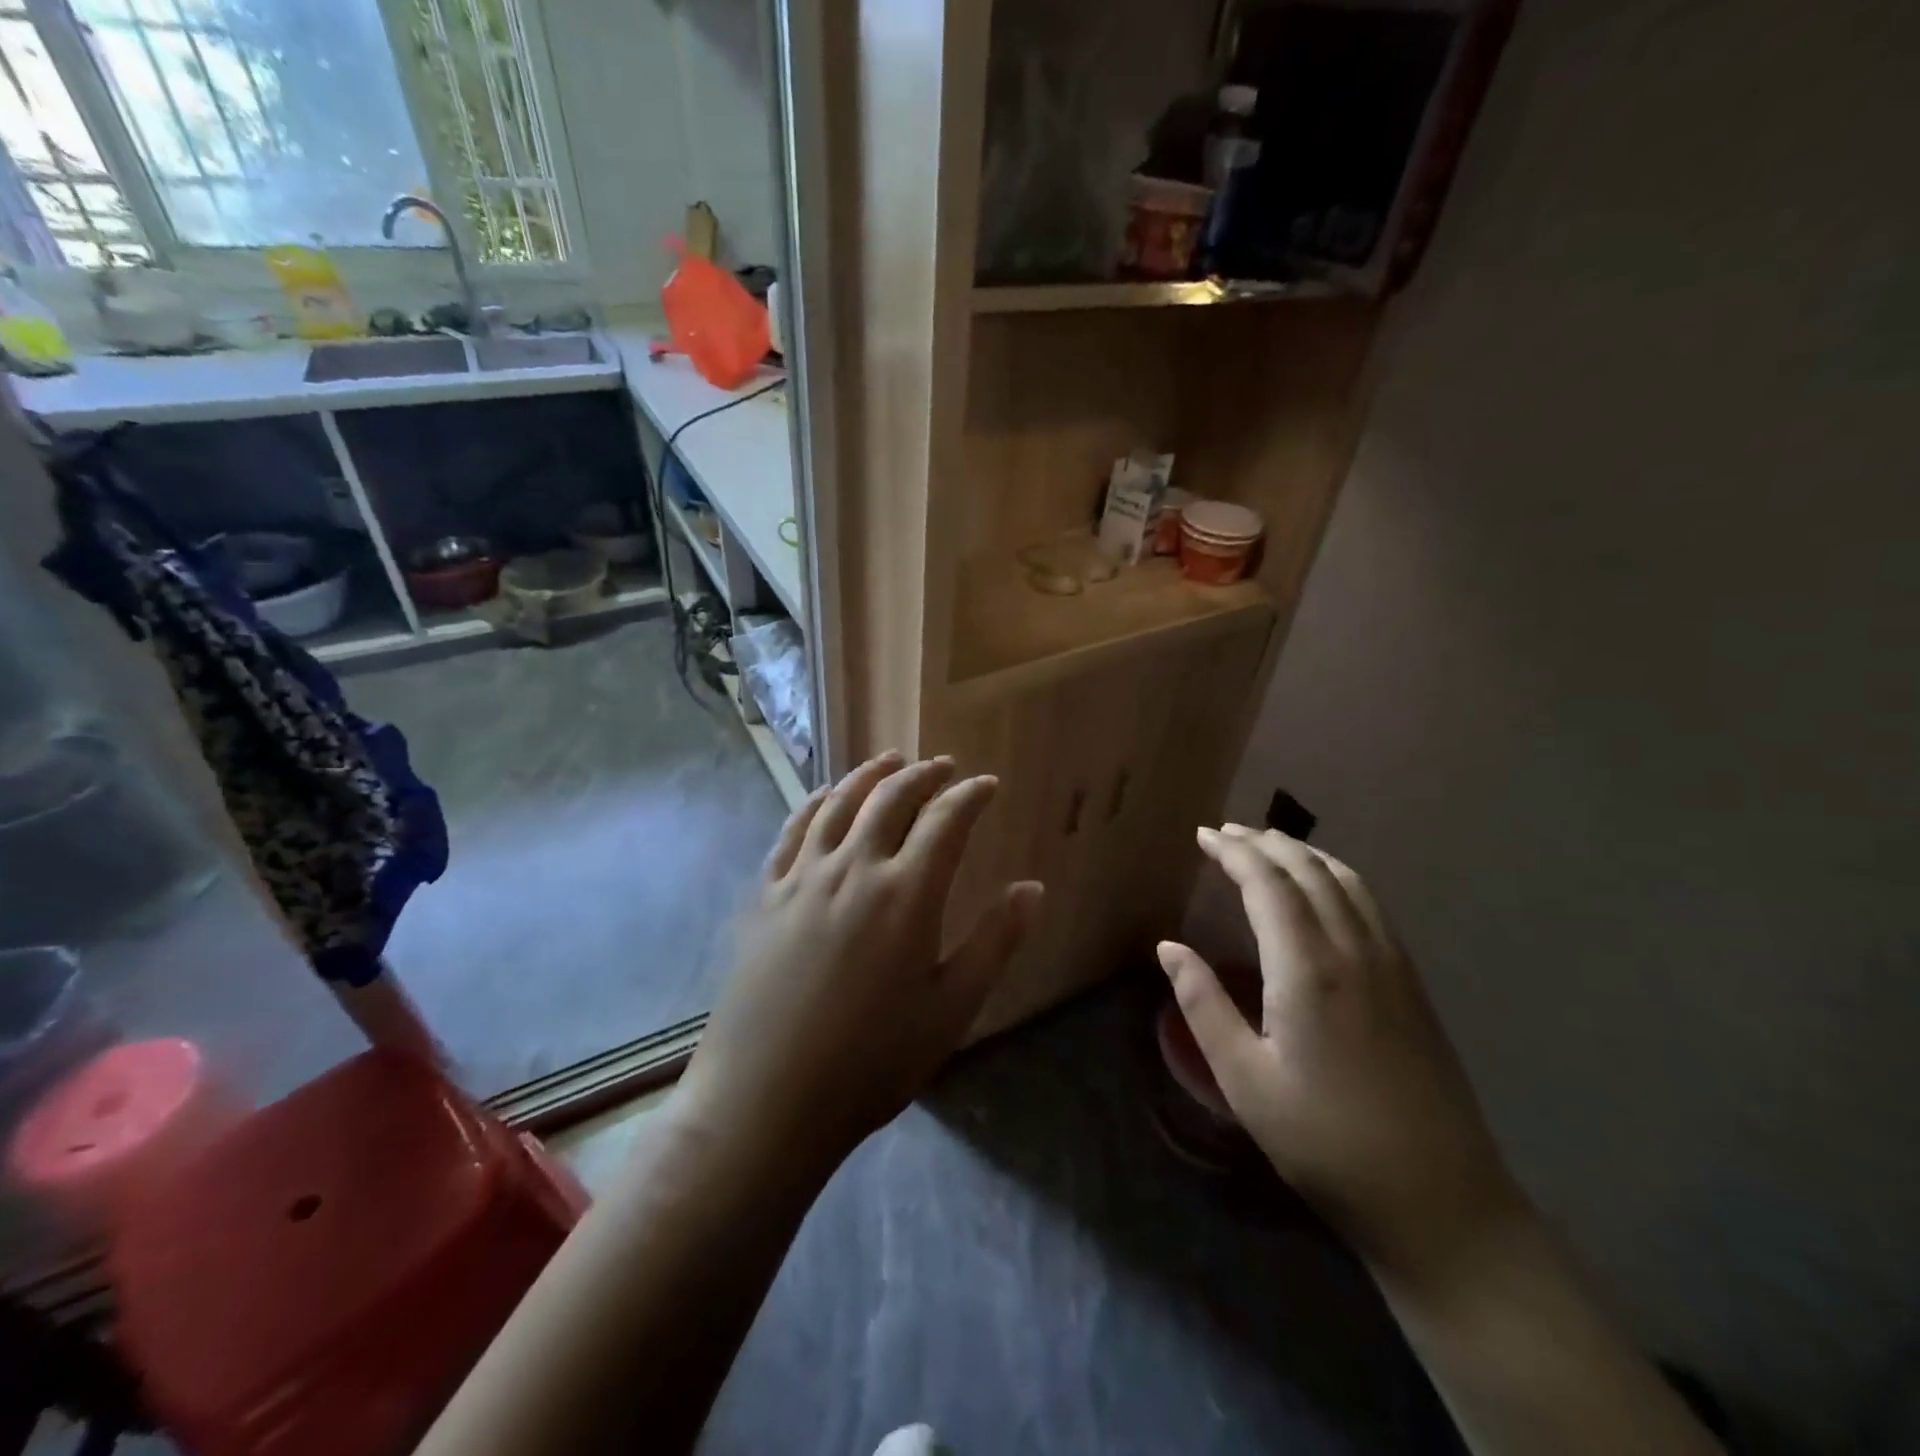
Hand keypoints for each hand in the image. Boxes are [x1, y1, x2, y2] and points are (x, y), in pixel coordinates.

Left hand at [680, 753, 1043, 1165]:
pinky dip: (816, 802)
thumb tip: (1032, 888)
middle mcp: (854, 868)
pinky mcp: (765, 894)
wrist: (766, 1100)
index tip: (987, 785)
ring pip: (840, 803)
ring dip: (870, 775)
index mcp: (906, 894)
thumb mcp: (951, 1009)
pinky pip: (793, 830)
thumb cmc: (872, 1062)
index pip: (946, 820)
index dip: (970, 796)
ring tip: (890, 761)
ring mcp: (802, 877)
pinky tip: (826, 797)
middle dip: (923, 775)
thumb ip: (995, 941)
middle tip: (943, 766)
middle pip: (891, 798)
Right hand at [1157, 825, 1525, 1283]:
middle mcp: (1353, 950)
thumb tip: (1168, 947)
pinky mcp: (1412, 983)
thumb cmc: (1324, 1141)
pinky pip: (1370, 904)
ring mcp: (1391, 963)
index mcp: (1307, 968)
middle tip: (1225, 833)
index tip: (1202, 835)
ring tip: (1268, 845)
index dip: (1233, 852)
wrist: (1438, 1200)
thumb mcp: (1244, 1080)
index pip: (1267, 884)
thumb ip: (1203, 1004)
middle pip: (1307, 870)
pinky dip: (1336, 876)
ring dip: (1303, 853)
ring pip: (1346, 880)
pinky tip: (1323, 888)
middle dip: (1264, 843)